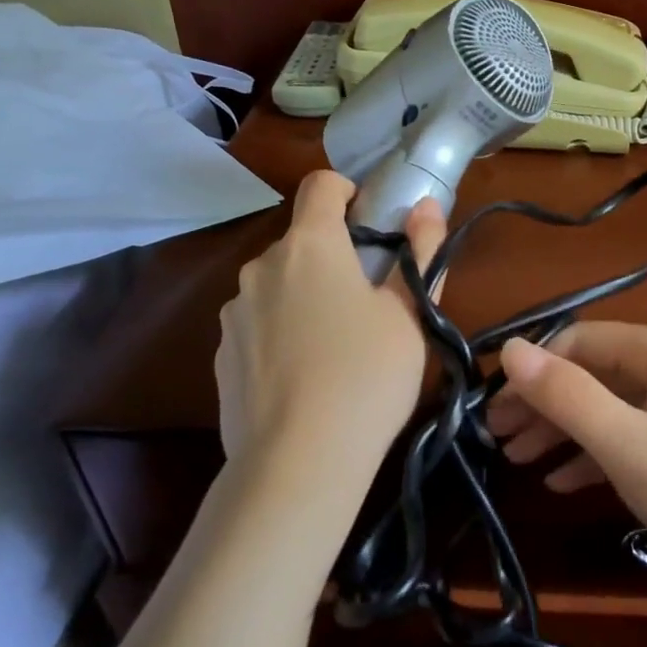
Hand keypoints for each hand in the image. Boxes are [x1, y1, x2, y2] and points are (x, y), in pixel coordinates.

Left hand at [215, 171, 444, 496]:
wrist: (299, 461)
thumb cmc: (368, 376)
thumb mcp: (410, 316)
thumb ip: (420, 253)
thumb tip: (426, 206)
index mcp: (311, 246)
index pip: (321, 185)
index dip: (348, 192)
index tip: (371, 225)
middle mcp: (262, 267)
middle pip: (301, 241)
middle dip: (333, 258)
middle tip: (368, 302)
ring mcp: (234, 312)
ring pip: (277, 285)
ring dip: (304, 297)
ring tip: (335, 349)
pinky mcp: (221, 354)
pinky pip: (257, 325)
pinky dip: (280, 334)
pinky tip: (303, 379)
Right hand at [490, 324, 646, 586]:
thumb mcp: (628, 444)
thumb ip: (566, 395)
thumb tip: (509, 348)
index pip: (578, 340)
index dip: (531, 371)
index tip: (489, 411)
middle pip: (590, 372)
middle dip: (542, 402)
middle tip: (495, 439)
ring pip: (606, 406)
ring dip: (561, 430)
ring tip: (516, 461)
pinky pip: (628, 437)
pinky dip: (592, 454)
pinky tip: (561, 481)